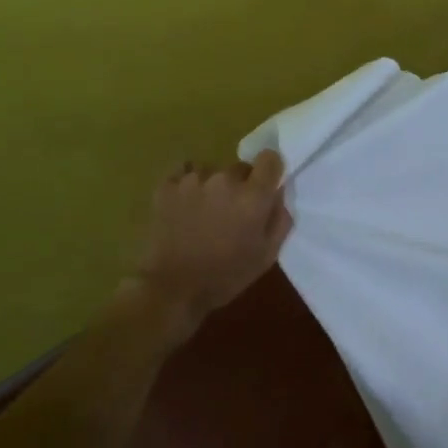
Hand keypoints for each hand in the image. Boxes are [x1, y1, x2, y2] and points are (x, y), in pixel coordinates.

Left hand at [133, 149, 292, 333]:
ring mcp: (193, 180)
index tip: (265, 186)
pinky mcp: (167, 185)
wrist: (173, 288)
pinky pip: (184, 171)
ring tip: (204, 212)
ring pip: (212, 171)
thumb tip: (278, 192)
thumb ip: (280, 218)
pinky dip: (187, 183)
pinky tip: (185, 204)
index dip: (270, 170)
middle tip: (232, 212)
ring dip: (213, 185)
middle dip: (241, 185)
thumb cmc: (225, 275)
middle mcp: (224, 179)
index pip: (270, 158)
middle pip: (240, 167)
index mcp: (253, 196)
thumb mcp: (267, 255)